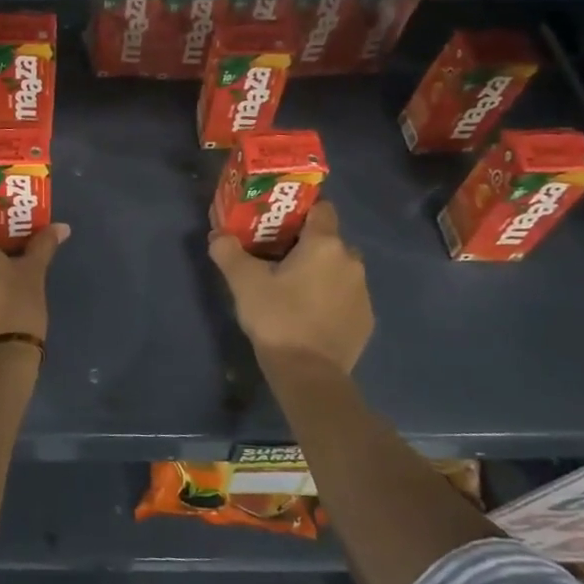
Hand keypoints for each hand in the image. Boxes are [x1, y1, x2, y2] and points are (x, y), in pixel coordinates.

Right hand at [208, 201, 372, 378]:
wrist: (310, 375)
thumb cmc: (277, 318)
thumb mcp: (243, 282)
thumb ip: (228, 251)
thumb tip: (218, 235)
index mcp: (324, 245)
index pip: (322, 208)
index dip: (301, 210)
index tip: (279, 221)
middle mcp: (351, 261)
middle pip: (329, 240)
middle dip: (306, 244)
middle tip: (277, 257)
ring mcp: (363, 292)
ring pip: (339, 269)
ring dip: (320, 273)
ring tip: (292, 289)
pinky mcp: (366, 319)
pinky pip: (345, 296)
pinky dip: (330, 298)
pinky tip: (308, 315)